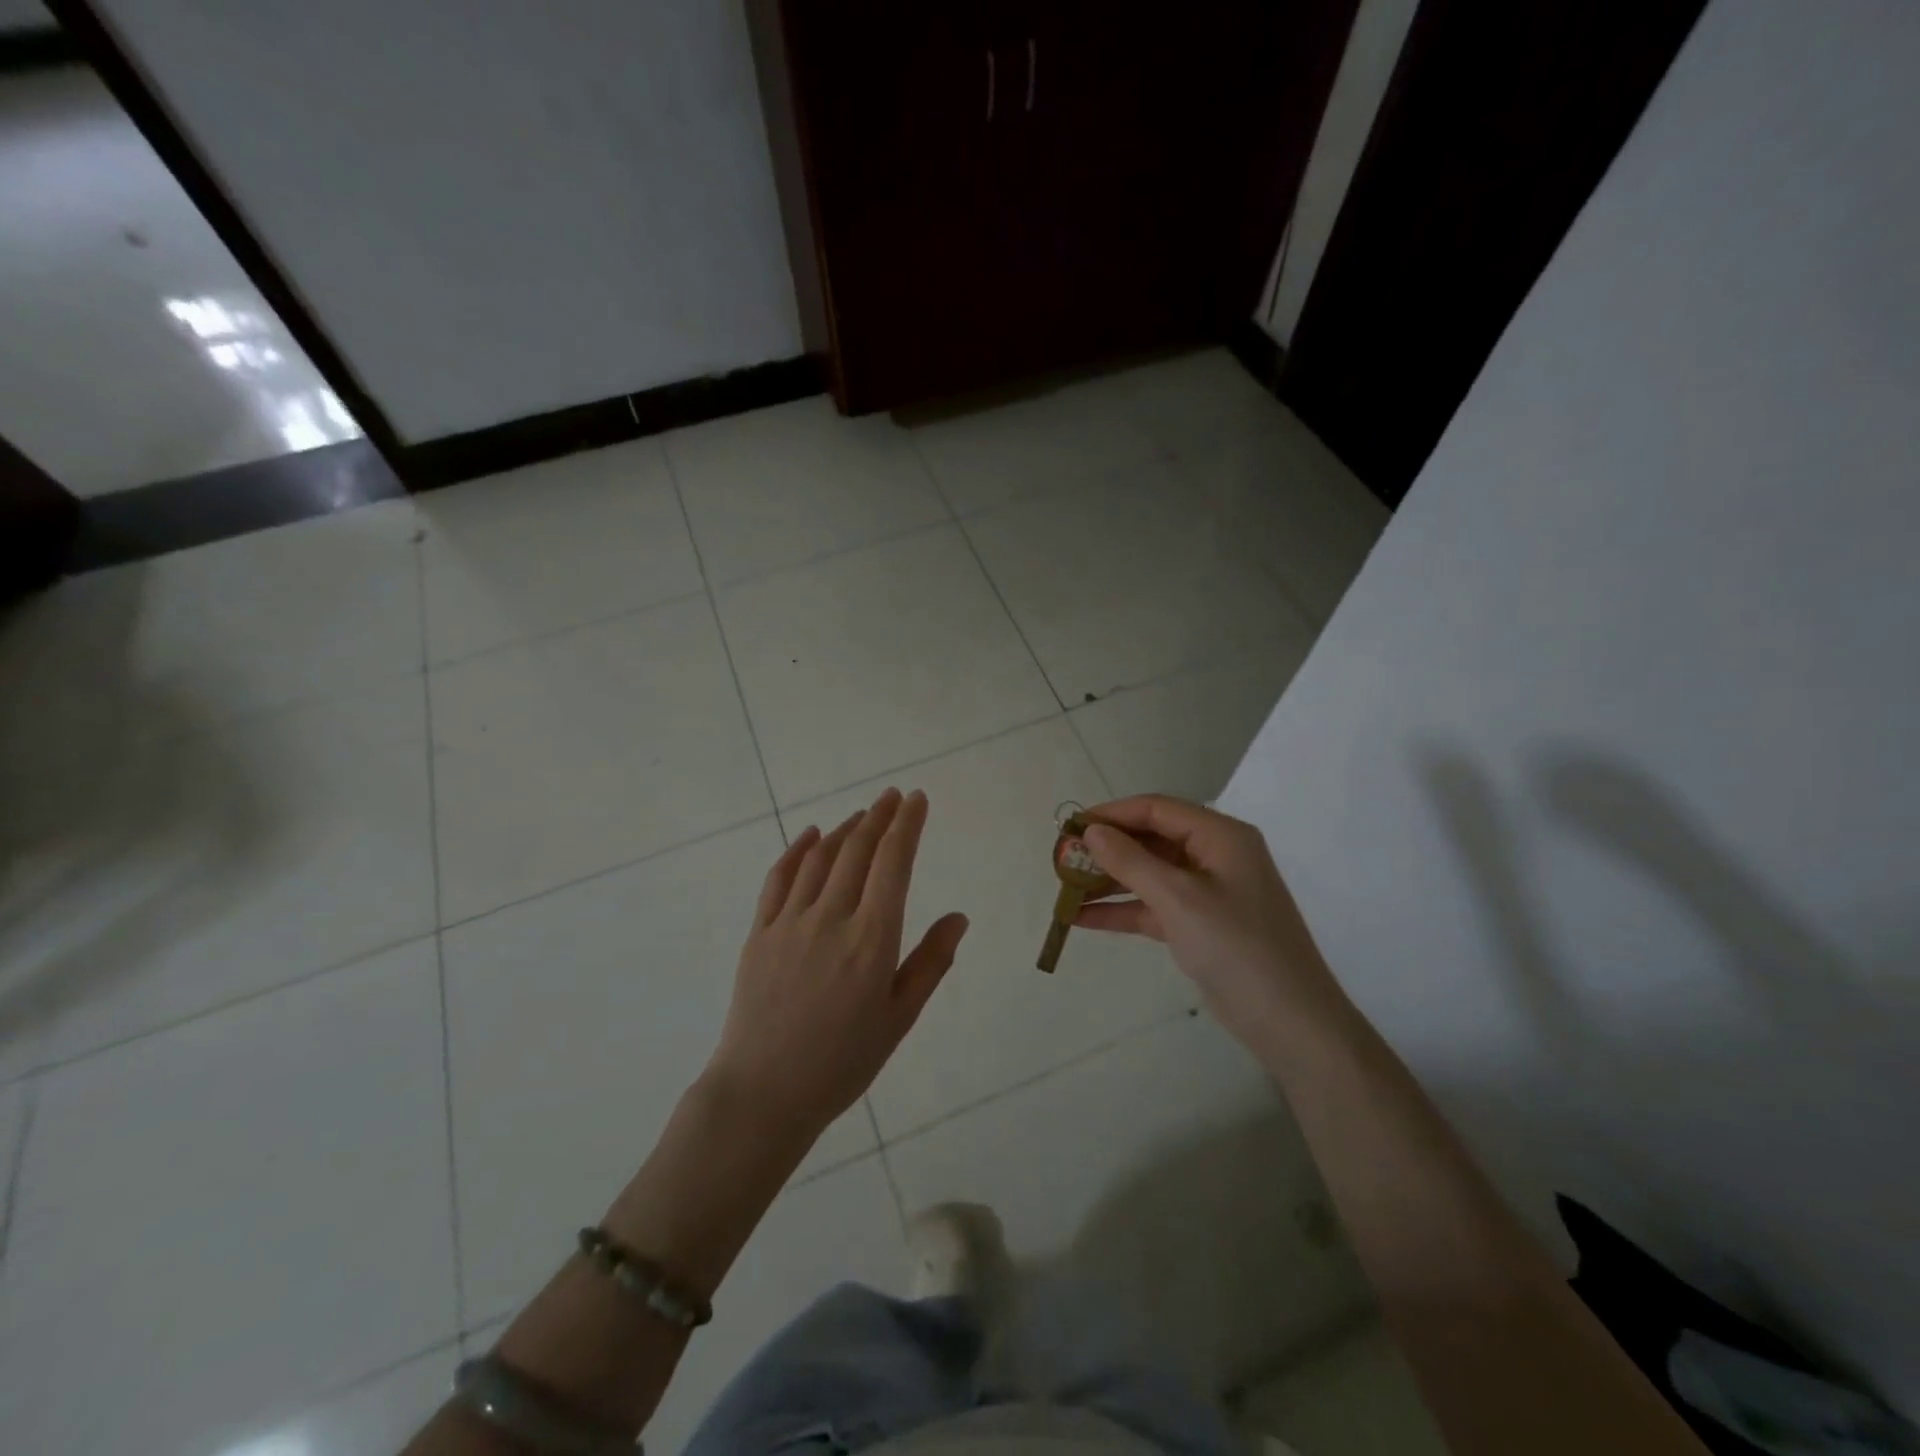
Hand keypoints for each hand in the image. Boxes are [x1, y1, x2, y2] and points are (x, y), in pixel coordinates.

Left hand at [705, 788, 968, 1142]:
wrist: (764, 1092)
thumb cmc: (842, 1062)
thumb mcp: (899, 1018)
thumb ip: (931, 963)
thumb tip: (958, 917)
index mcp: (872, 939)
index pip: (893, 863)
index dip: (907, 825)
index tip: (917, 799)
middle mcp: (831, 918)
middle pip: (858, 850)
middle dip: (880, 816)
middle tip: (894, 795)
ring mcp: (790, 922)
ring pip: (821, 858)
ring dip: (845, 829)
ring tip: (863, 815)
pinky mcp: (759, 932)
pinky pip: (779, 878)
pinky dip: (798, 850)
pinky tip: (811, 836)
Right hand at [1077, 795, 1345, 1045]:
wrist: (1289, 1021)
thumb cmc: (1236, 947)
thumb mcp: (1179, 898)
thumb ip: (1131, 861)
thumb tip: (1092, 832)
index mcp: (1220, 836)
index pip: (1157, 809)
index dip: (1112, 814)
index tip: (1071, 827)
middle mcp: (1215, 856)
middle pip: (1151, 839)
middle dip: (1107, 849)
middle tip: (1063, 859)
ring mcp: (1208, 892)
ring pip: (1149, 874)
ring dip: (1109, 881)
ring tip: (1064, 888)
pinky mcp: (1200, 925)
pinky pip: (1154, 906)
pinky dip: (1122, 910)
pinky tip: (1082, 918)